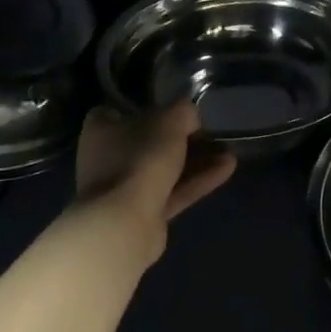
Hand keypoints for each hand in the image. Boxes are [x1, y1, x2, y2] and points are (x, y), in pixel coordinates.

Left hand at [74, 101, 235, 258]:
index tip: (172, 109)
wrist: (125, 223)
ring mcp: (123, 189)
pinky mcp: (141, 214)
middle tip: (210, 132)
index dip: (145, 108)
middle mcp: (106, 158)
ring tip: (229, 151)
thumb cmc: (141, 158)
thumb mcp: (171, 121)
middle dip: (182, 138)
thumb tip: (191, 114)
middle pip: (148, 142)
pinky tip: (227, 169)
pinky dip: (197, 181)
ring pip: (163, 169)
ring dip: (196, 160)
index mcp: (102, 130)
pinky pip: (172, 192)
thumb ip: (184, 112)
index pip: (118, 112)